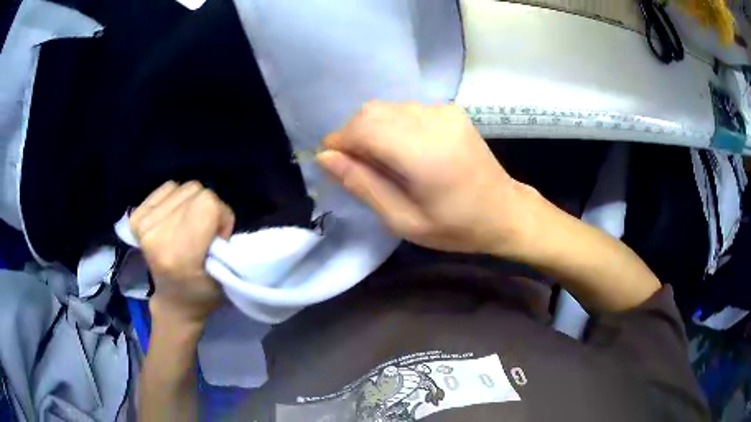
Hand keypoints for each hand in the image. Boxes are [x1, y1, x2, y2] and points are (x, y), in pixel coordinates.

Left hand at [130, 181, 234, 325]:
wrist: (172, 302)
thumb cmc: (203, 293)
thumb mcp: (224, 275)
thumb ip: (222, 240)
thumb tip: (216, 214)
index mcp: (178, 254)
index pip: (207, 203)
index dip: (221, 216)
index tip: (218, 238)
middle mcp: (155, 235)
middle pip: (195, 190)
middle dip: (207, 208)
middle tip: (204, 233)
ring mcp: (142, 224)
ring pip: (182, 186)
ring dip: (191, 203)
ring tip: (188, 227)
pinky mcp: (135, 217)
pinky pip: (167, 187)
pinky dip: (176, 198)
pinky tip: (175, 218)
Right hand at [317, 101, 534, 254]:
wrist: (504, 211)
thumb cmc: (455, 227)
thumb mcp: (403, 220)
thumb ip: (363, 185)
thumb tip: (326, 157)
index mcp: (423, 153)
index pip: (363, 128)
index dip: (340, 141)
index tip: (333, 163)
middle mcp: (433, 121)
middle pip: (371, 112)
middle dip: (353, 135)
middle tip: (357, 166)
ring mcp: (444, 111)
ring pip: (387, 108)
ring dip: (372, 129)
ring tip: (382, 161)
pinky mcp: (451, 110)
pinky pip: (406, 109)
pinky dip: (392, 125)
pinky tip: (404, 150)